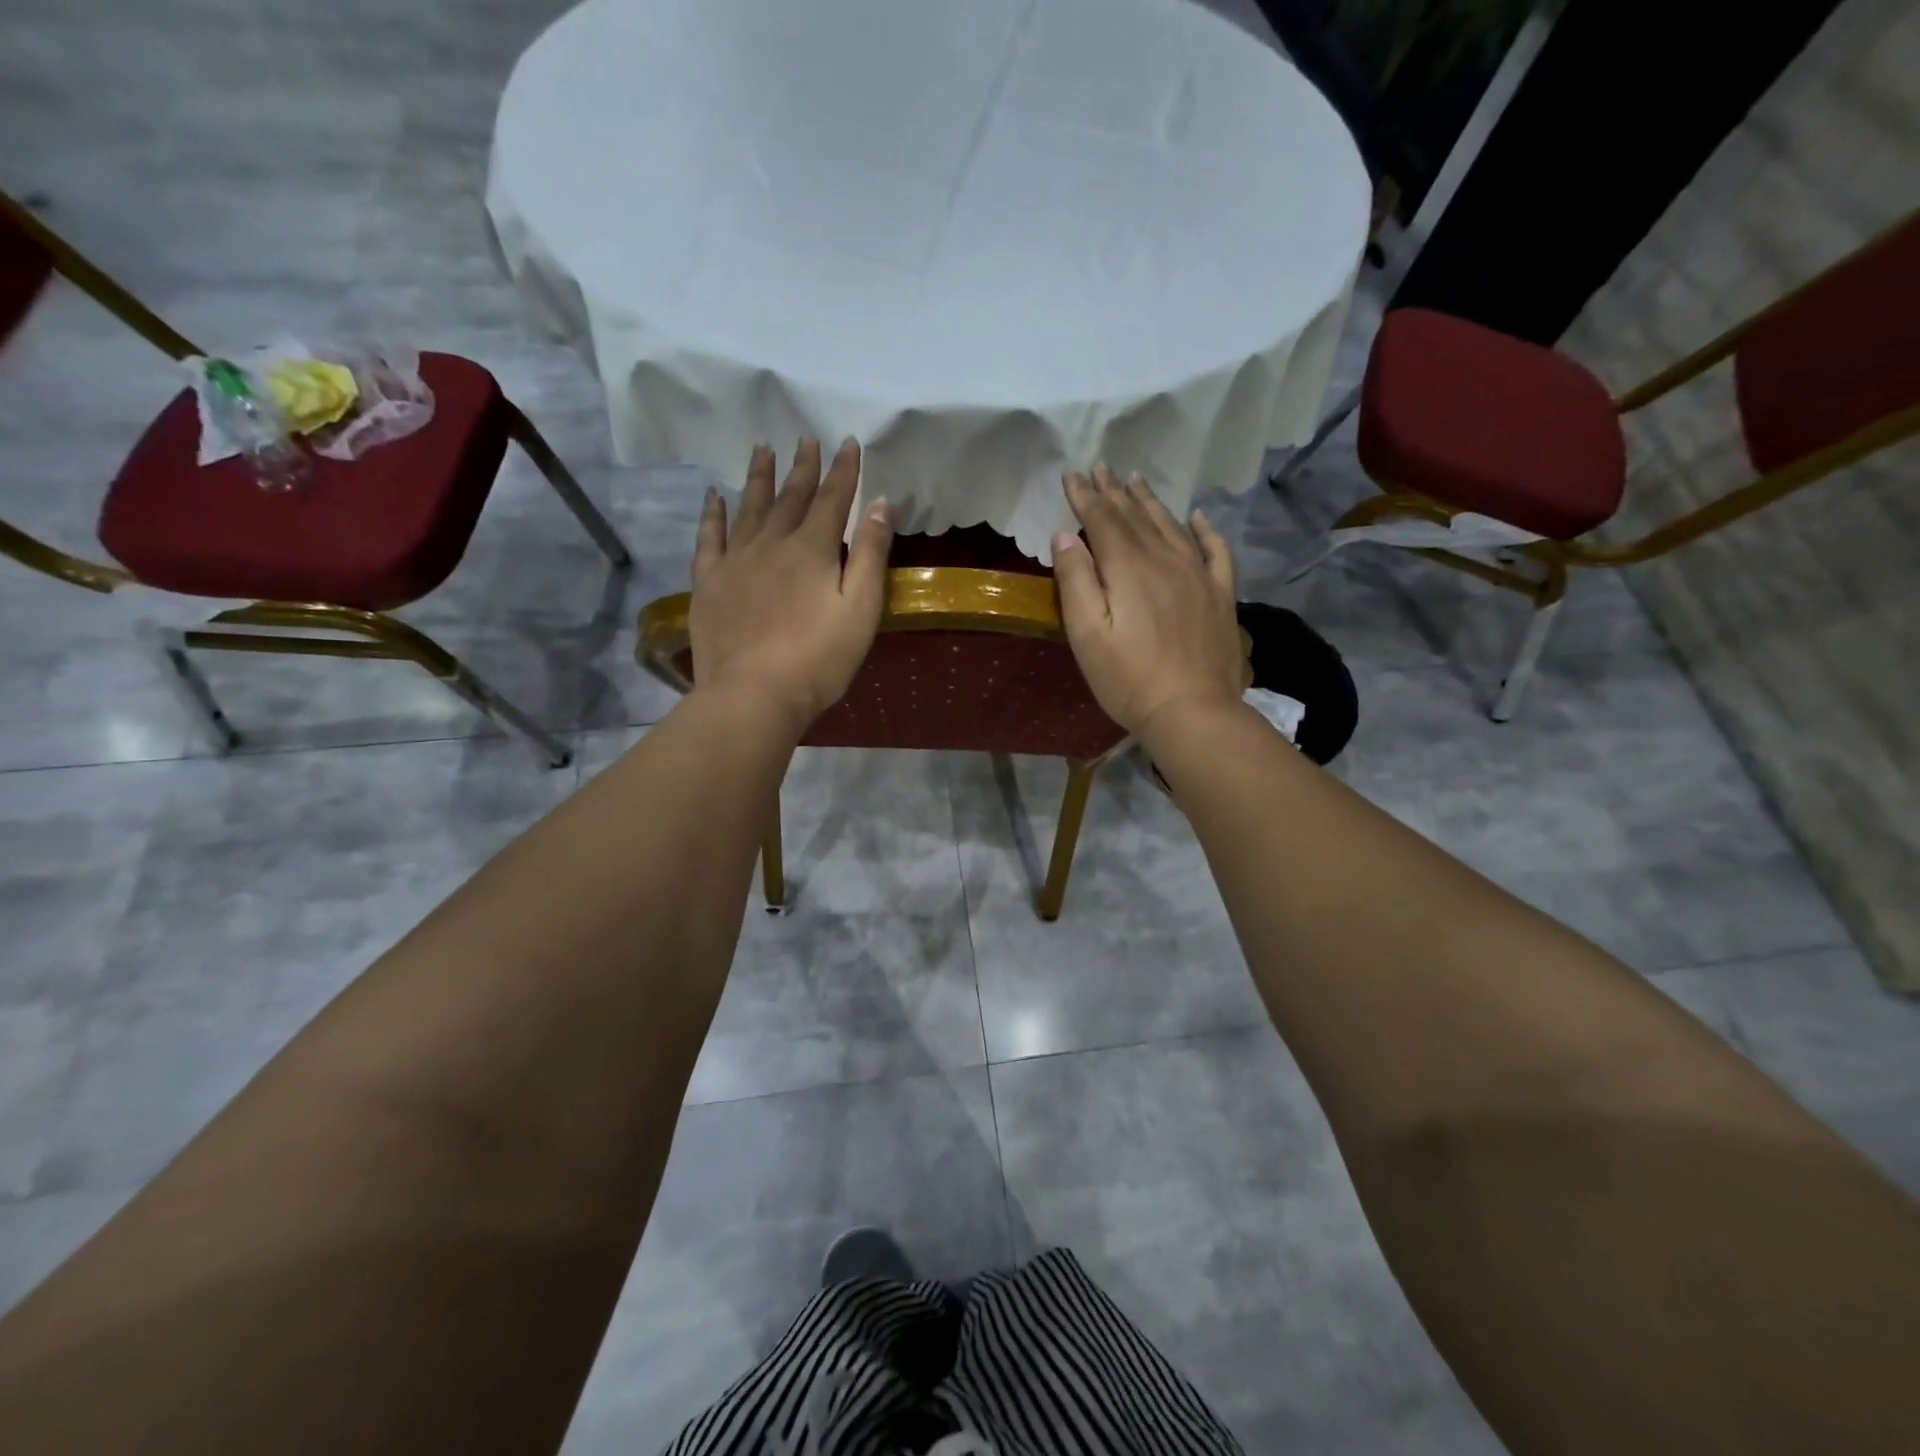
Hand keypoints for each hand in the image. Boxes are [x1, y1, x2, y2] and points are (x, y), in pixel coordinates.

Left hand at [690, 436, 893, 733]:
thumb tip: (880, 502)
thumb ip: (869, 554)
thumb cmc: (819, 658)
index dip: (843, 471)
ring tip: (762, 448)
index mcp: (812, 549)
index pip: (832, 499)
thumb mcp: (861, 609)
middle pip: (790, 496)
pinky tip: (714, 495)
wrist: (754, 694)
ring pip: (749, 507)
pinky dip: (712, 514)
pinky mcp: (708, 582)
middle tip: (805, 437)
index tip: (848, 443)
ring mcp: (735, 560)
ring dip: (758, 477)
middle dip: (802, 466)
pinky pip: (709, 537)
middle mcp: (771, 543)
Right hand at [1052, 465, 1243, 738]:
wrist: (1193, 712)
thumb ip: (1076, 581)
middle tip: (1101, 467)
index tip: (1072, 475)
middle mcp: (1165, 559)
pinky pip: (1215, 550)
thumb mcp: (1086, 635)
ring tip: (1136, 480)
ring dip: (1150, 501)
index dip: (1085, 496)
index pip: (1102, 520)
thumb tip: (1065, 535)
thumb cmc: (1128, 679)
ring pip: (1171, 526)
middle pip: (1136, 517)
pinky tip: (1196, 517)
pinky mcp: (1221, 595)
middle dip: (1114, 492)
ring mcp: (1198, 575)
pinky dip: (1204, 529)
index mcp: (1128, 568)